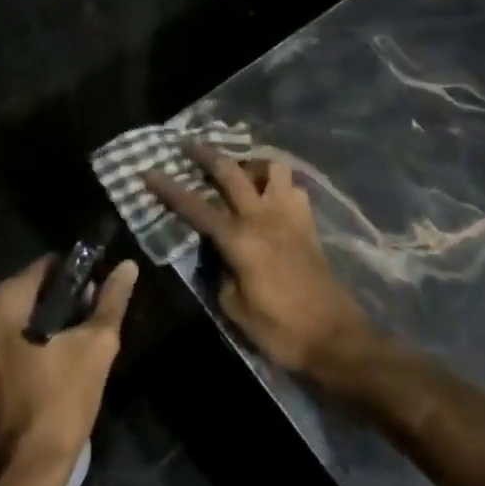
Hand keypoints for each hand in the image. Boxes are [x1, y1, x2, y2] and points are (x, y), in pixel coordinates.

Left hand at [0, 255, 137, 485]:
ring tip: (77, 346)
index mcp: (2, 300)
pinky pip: (8, 335)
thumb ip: (110, 301)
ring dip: (49, 322)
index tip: (98, 298)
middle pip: (32, 289)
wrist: (25, 471)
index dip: (78, 278)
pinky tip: (55, 361)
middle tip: (91, 326)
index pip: (48, 266)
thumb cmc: (61, 403)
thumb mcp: (95, 347)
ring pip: (21, 313)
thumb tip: (127, 266)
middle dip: (63, 302)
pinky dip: (31, 339)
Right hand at [145, 146, 374, 377]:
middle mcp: (263, 217)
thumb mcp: (234, 307)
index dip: (169, 189)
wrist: (335, 338)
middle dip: (205, 154)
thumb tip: (217, 253)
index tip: (148, 172)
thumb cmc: (280, 329)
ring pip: (272, 167)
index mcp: (239, 239)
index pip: (196, 206)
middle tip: (187, 147)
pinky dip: (279, 186)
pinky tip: (270, 199)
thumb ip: (219, 271)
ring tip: (240, 175)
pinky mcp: (308, 223)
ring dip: (252, 164)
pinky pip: (292, 188)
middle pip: (231, 171)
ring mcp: (290, 215)